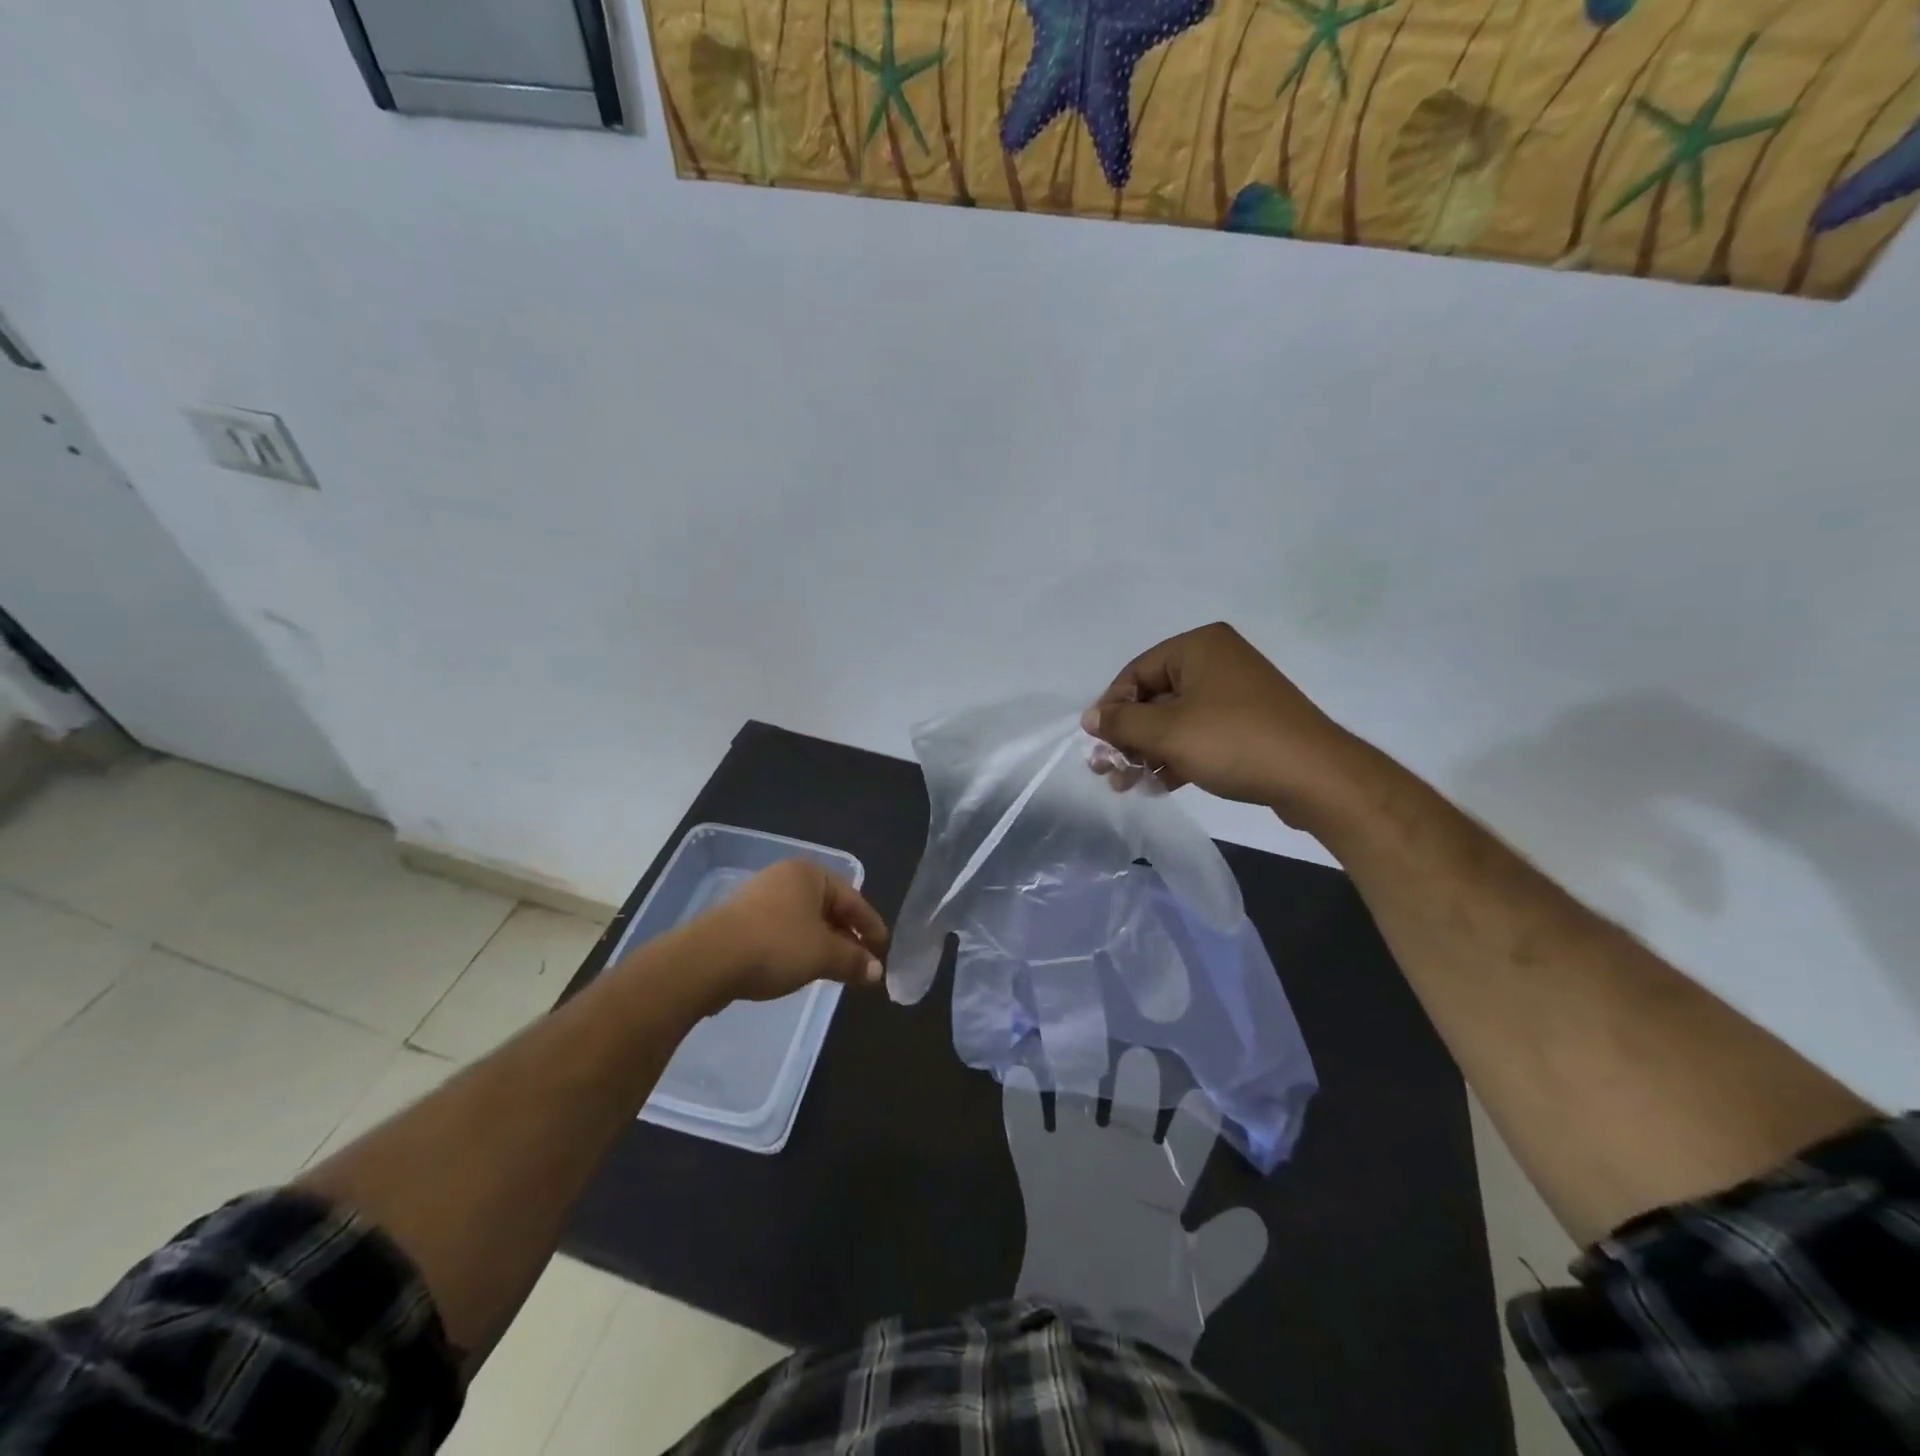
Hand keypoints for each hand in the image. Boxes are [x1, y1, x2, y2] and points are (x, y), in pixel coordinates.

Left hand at [678, 860, 889, 1013]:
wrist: (708, 960)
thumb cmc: (776, 946)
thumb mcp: (823, 955)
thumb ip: (853, 960)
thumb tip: (876, 970)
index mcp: (810, 874)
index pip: (853, 898)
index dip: (870, 926)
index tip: (883, 949)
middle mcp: (786, 877)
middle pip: (828, 907)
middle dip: (846, 936)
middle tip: (862, 962)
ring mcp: (760, 896)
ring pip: (804, 920)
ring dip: (822, 943)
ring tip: (834, 968)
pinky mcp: (740, 919)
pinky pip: (782, 930)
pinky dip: (798, 946)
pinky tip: (800, 967)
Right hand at [1081, 622, 1364, 825]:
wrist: (1315, 777)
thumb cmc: (1234, 742)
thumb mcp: (1167, 733)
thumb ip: (1121, 724)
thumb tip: (1090, 718)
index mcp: (1199, 647)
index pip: (1136, 672)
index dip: (1111, 709)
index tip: (1098, 745)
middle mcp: (1217, 661)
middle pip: (1154, 697)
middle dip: (1129, 736)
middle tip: (1108, 770)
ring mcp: (1235, 693)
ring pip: (1175, 720)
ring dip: (1148, 752)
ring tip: (1128, 785)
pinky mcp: (1247, 724)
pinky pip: (1199, 734)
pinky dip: (1176, 756)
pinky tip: (1158, 785)